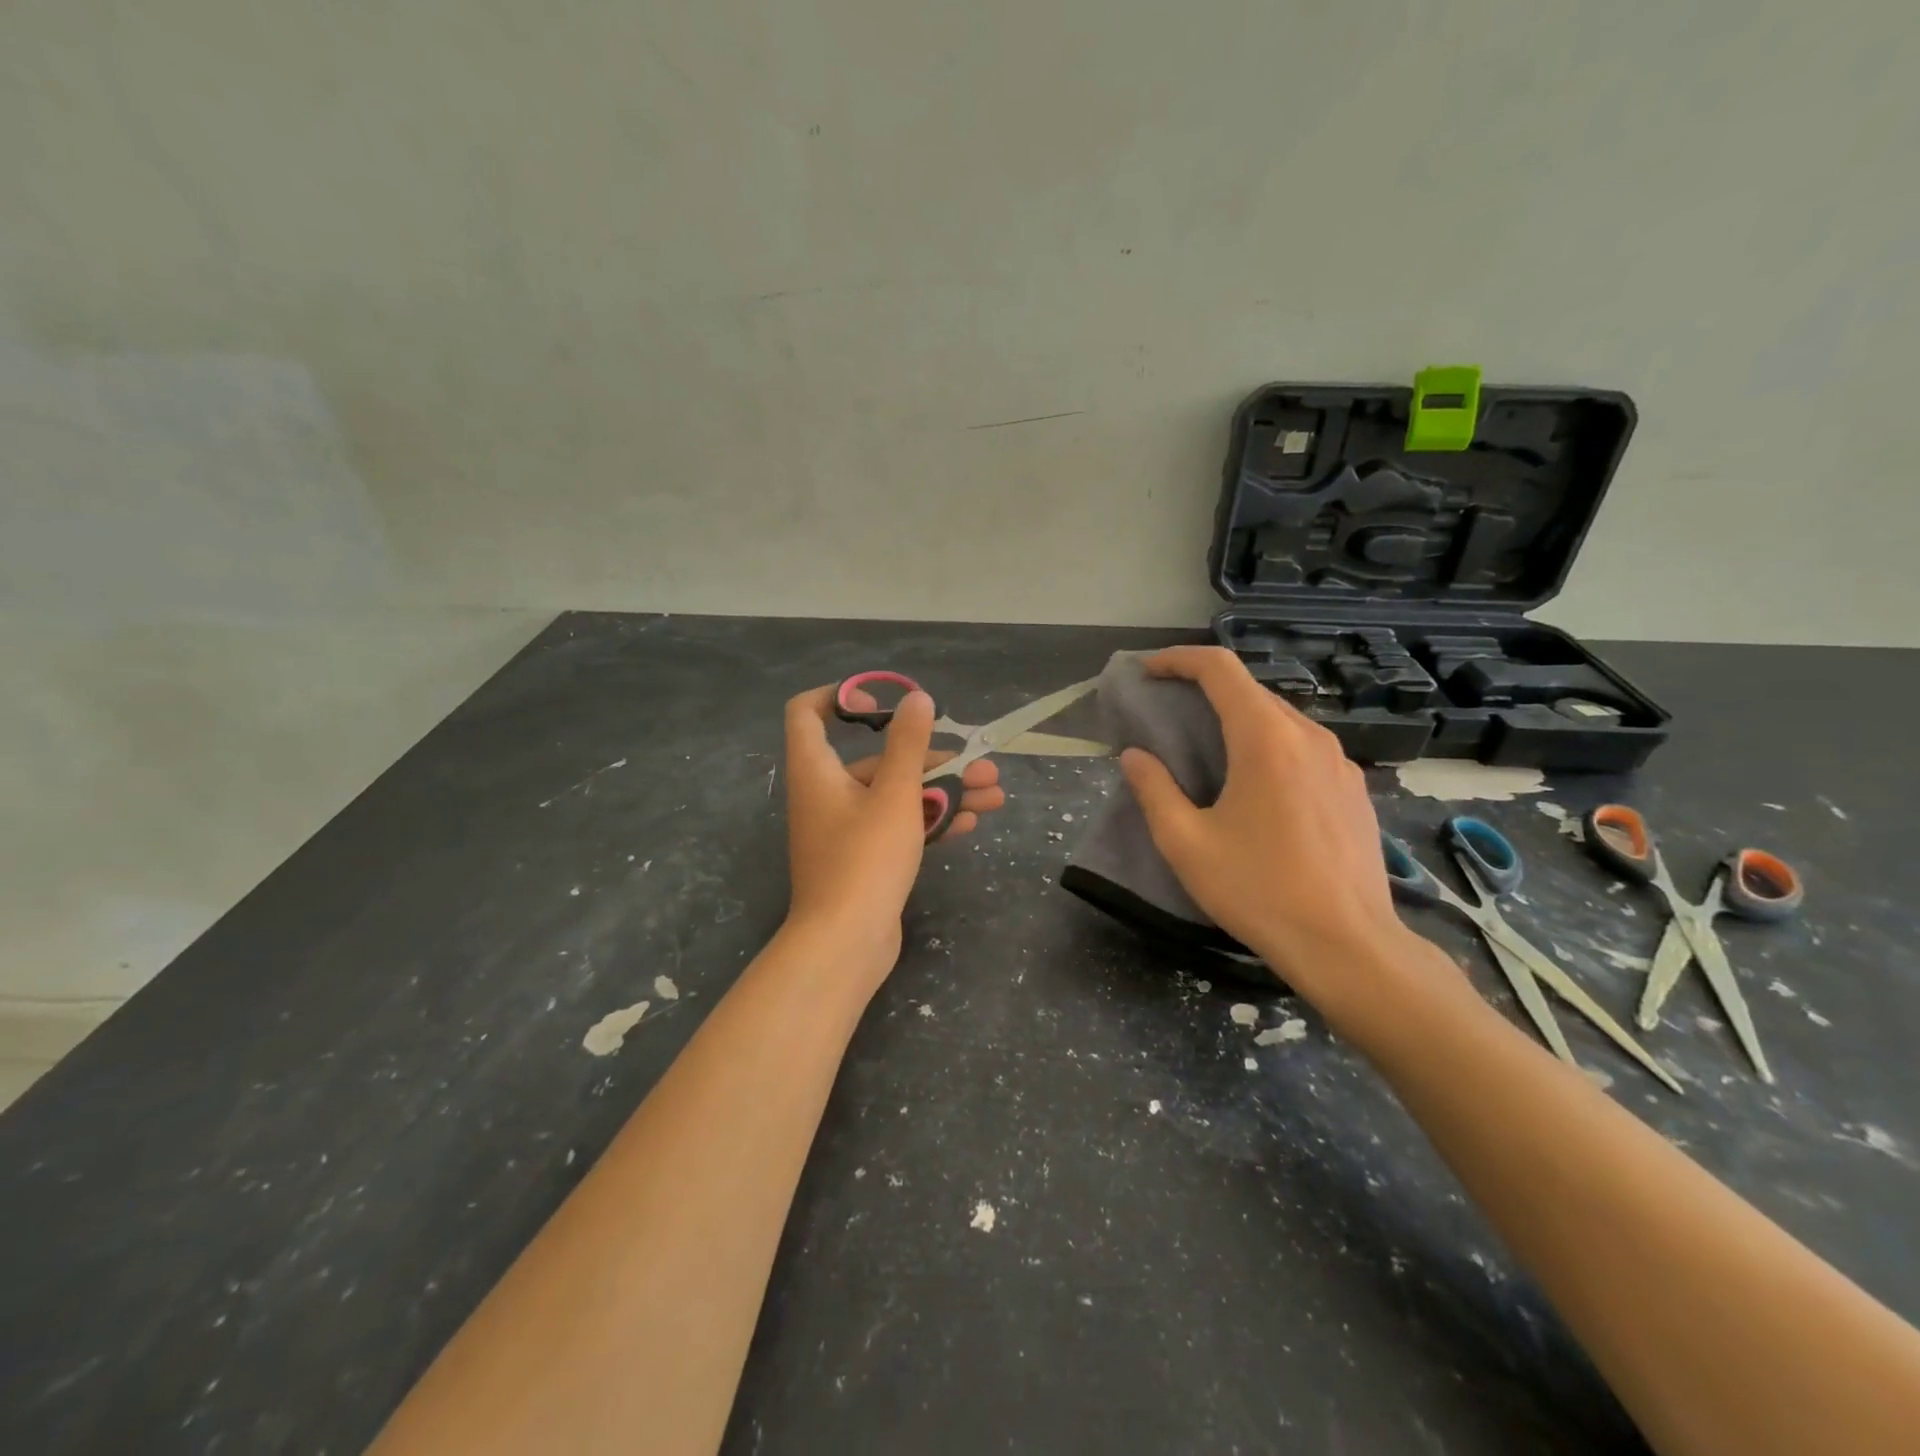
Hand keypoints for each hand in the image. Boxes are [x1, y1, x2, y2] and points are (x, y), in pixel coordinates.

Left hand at [782, 685, 1004, 969]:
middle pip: (878, 759)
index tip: (884, 704)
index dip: (840, 697)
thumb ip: (909, 744)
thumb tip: (918, 699)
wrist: (846, 945)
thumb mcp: (895, 795)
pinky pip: (898, 825)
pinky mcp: (865, 857)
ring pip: (897, 795)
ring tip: (995, 796)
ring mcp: (846, 829)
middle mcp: (827, 793)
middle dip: (933, 759)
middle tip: (982, 764)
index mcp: (817, 770)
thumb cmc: (865, 860)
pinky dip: (930, 821)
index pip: (808, 712)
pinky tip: (971, 824)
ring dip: (944, 792)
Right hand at [1116, 647, 1435, 1013]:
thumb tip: (1135, 756)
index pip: (1220, 669)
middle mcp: (1308, 736)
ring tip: (1207, 750)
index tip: (1147, 671)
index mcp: (1265, 739)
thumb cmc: (1258, 890)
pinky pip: (1303, 747)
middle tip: (1168, 713)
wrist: (1348, 944)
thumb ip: (1154, 790)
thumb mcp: (1186, 843)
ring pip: (1279, 719)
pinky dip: (1268, 745)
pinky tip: (1255, 786)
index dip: (1178, 659)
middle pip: (1250, 690)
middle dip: (1204, 690)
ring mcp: (1339, 761)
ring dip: (1237, 719)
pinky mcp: (1354, 788)